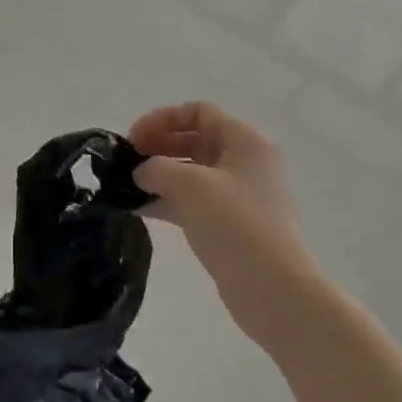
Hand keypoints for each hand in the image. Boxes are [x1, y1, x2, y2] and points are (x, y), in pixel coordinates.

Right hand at [128, 102, 319, 341]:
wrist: (274, 290)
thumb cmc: (235, 224)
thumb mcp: (190, 185)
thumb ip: (157, 168)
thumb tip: (141, 172)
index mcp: (245, 140)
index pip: (198, 112)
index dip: (162, 119)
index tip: (133, 139)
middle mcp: (245, 162)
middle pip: (194, 139)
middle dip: (158, 145)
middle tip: (126, 162)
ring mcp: (240, 195)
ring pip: (192, 172)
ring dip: (160, 175)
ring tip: (127, 187)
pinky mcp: (232, 225)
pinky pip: (194, 201)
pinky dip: (168, 201)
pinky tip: (140, 210)